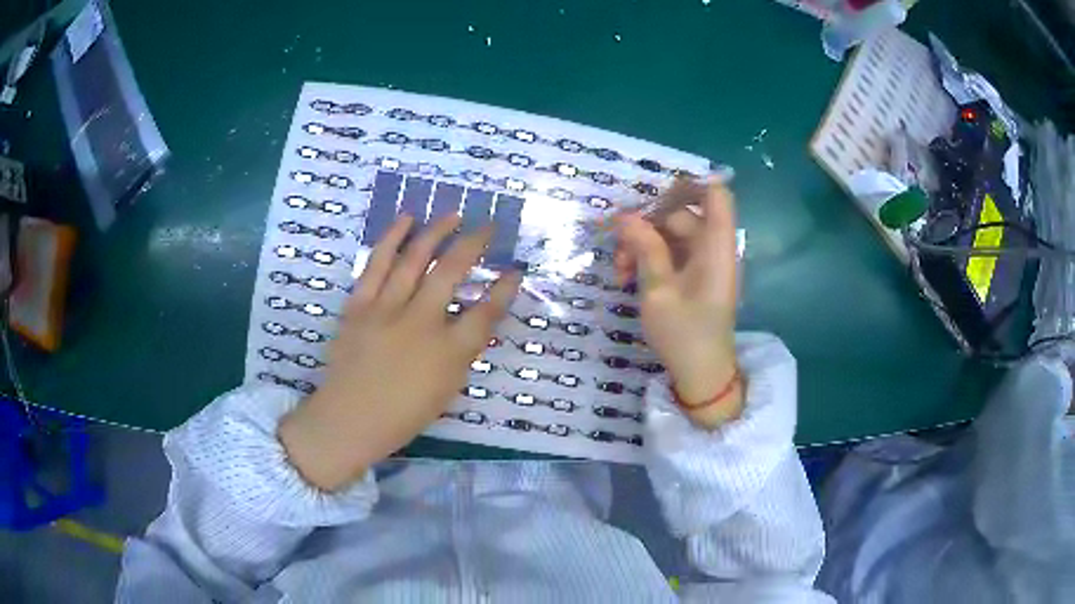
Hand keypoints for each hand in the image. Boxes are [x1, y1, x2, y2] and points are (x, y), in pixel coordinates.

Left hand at [279, 214, 520, 490]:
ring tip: (453, 214)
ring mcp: (386, 309)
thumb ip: (463, 352)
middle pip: (452, 271)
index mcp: (448, 352)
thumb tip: (474, 319)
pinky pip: (377, 262)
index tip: (516, 270)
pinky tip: (407, 219)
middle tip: (489, 226)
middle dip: (475, 243)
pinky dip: (392, 237)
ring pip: (415, 258)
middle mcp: (421, 323)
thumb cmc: (402, 414)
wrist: (348, 419)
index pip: (487, 312)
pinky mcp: (359, 304)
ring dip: (437, 231)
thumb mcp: (447, 391)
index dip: (505, 288)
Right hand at [614, 181, 742, 428]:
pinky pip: (671, 254)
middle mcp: (713, 249)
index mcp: (716, 248)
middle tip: (618, 245)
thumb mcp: (659, 292)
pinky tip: (627, 277)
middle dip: (648, 223)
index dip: (689, 183)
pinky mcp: (693, 277)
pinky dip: (649, 259)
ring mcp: (703, 263)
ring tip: (619, 270)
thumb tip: (625, 215)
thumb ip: (645, 249)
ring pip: (671, 234)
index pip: (716, 195)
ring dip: (643, 245)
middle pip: (683, 214)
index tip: (652, 189)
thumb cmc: (684, 335)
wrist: (701, 375)